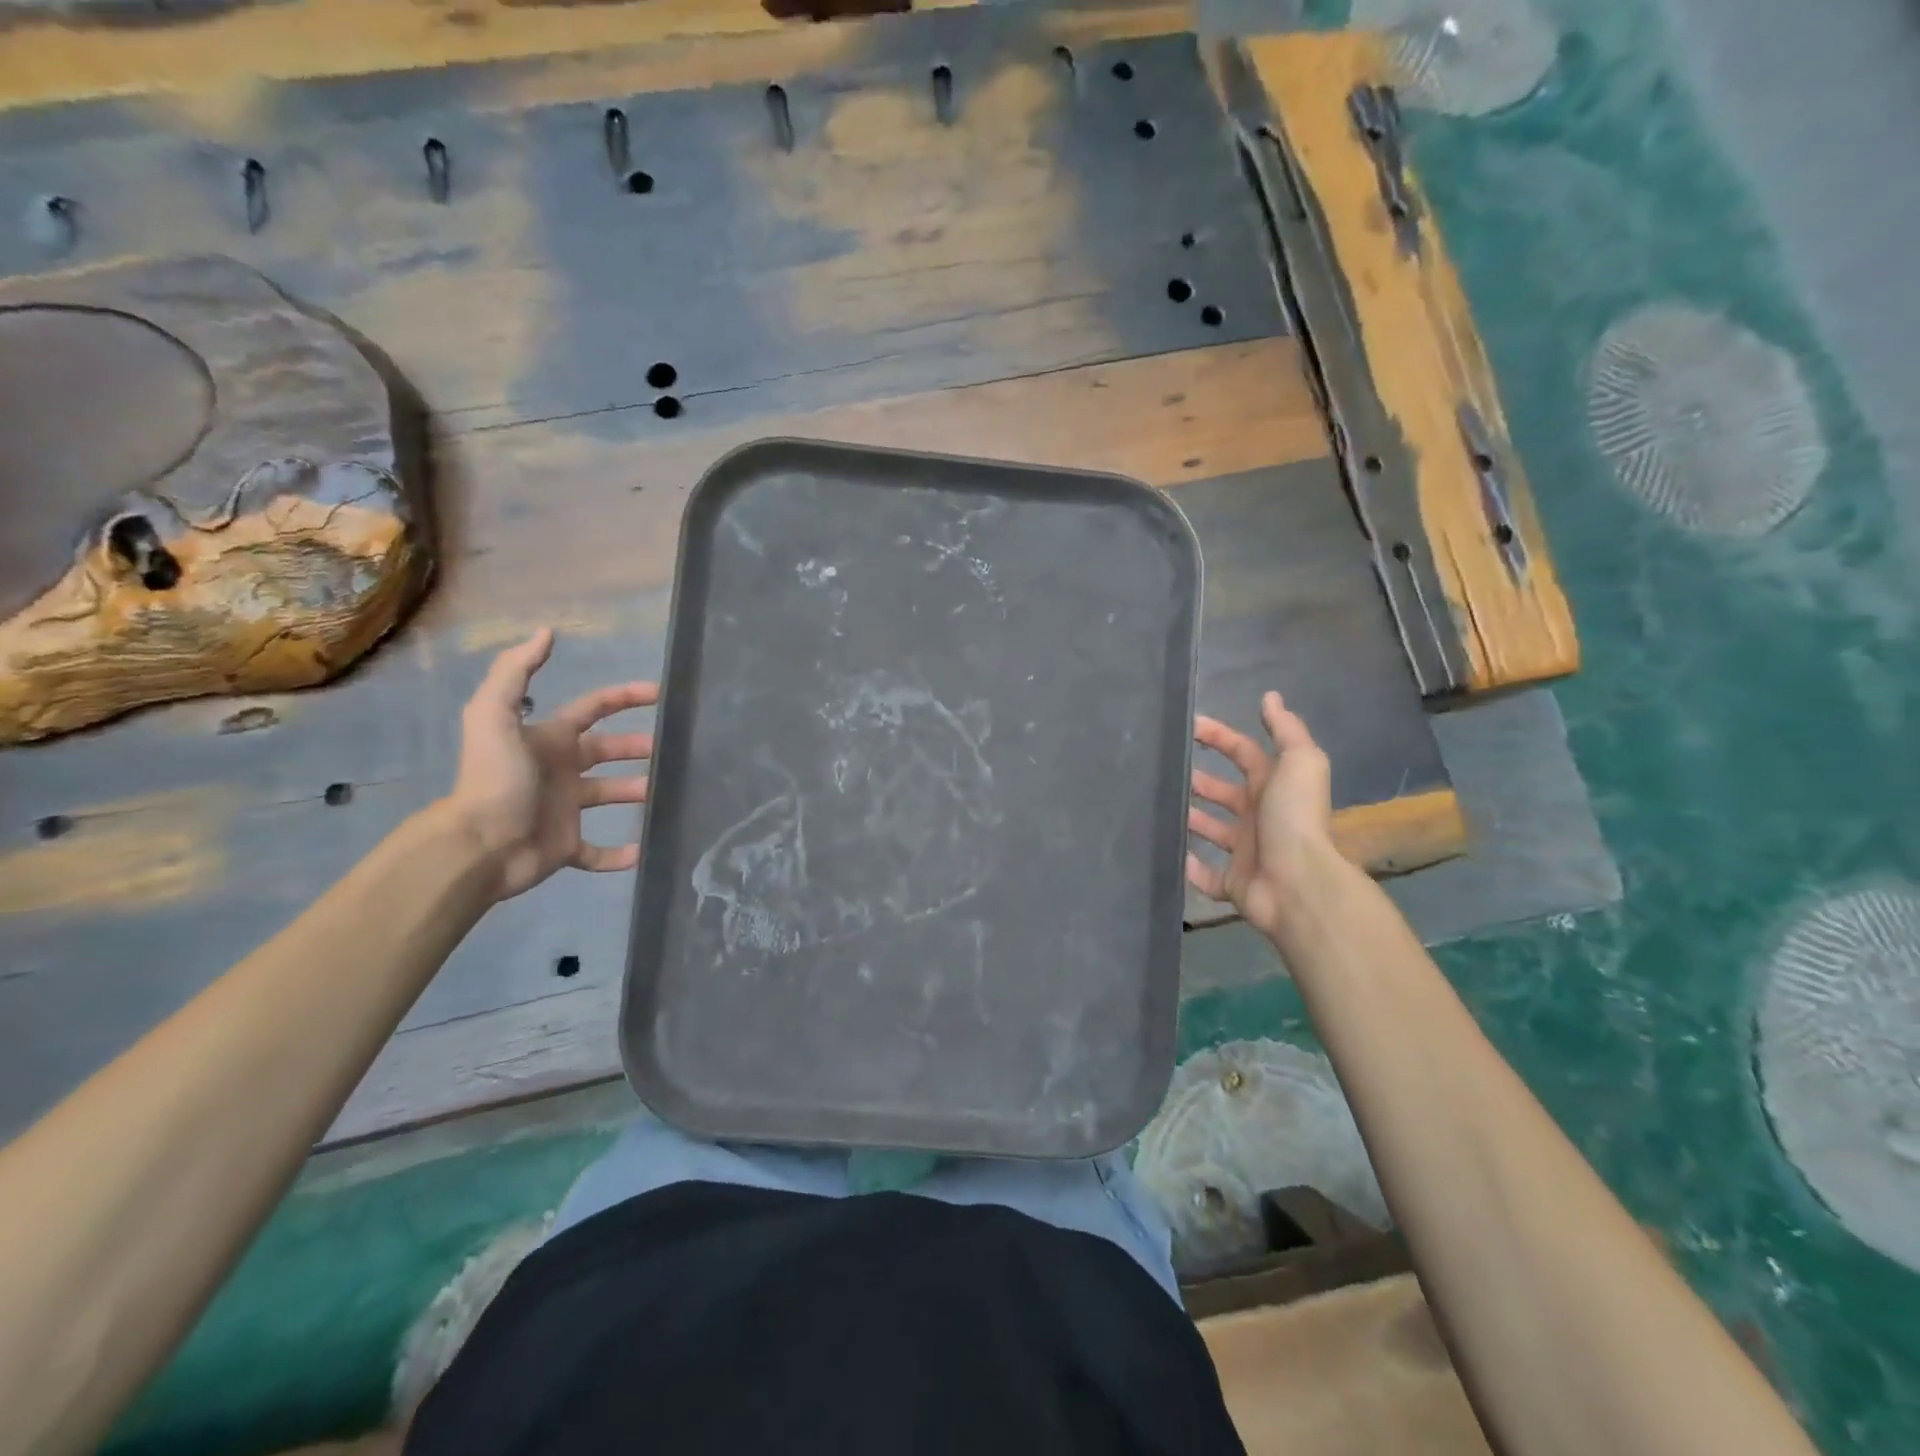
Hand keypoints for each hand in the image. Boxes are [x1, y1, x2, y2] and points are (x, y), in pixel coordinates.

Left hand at [442, 629, 657, 901]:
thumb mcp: (494, 716)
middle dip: (636, 747)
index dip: (624, 697)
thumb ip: (515, 671)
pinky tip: (646, 851)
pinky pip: (598, 853)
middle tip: (672, 750)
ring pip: (609, 796)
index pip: (593, 709)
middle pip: (606, 751)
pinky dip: (621, 855)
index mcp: (549, 739)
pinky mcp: (566, 848)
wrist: (478, 845)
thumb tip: (546, 631)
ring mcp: (564, 810)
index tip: (660, 693)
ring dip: (637, 793)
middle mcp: (559, 770)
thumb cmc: (494, 779)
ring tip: (667, 795)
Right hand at [1185, 691, 1334, 938]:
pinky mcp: (1233, 884)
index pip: (1244, 754)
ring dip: (1191, 819)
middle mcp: (1260, 817)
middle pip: (1226, 793)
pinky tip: (1170, 853)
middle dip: (1201, 781)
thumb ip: (1286, 730)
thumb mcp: (1300, 763)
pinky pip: (1206, 875)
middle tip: (1167, 770)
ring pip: (1214, 831)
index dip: (1220, 737)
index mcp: (1274, 787)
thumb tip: (1270, 697)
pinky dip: (1189, 867)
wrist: (1298, 884)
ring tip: (1159, 807)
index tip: (1188, 726)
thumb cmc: (1294, 818)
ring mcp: (1247, 853)